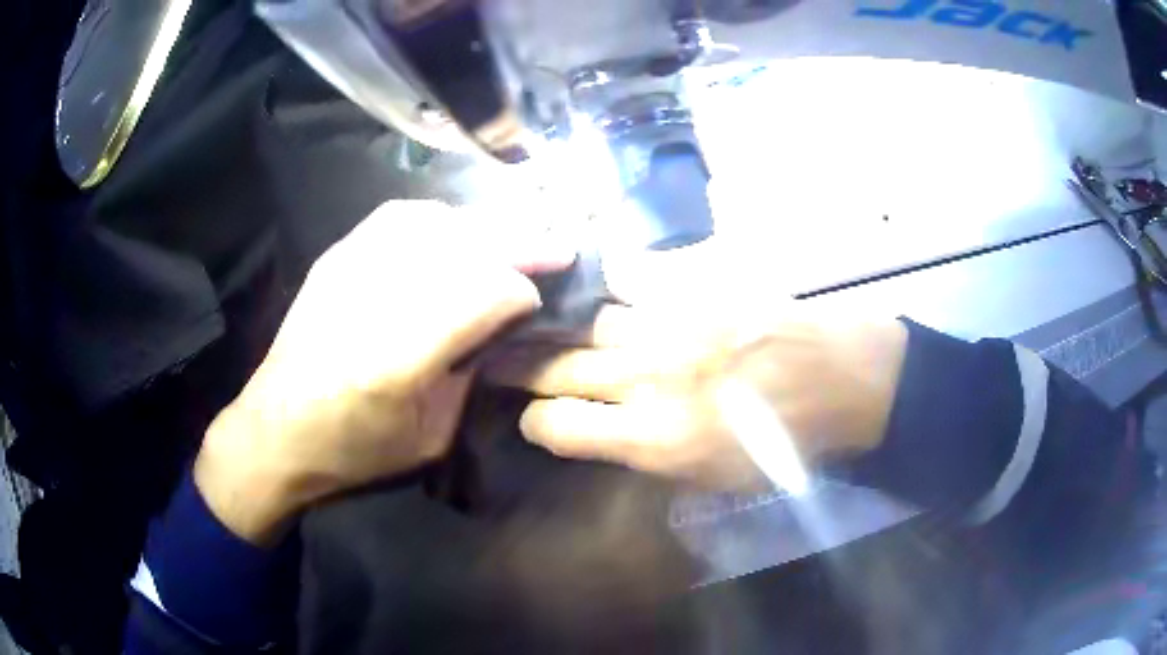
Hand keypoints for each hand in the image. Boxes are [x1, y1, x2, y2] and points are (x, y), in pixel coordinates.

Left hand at [196, 201, 570, 543]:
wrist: (275, 431)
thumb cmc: (353, 450)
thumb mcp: (430, 436)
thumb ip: (470, 375)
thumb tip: (500, 327)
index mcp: (399, 358)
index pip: (483, 295)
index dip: (522, 291)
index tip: (538, 301)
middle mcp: (373, 298)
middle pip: (463, 247)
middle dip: (520, 243)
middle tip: (558, 246)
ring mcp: (348, 269)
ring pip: (435, 222)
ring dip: (484, 225)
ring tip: (514, 235)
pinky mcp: (334, 258)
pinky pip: (397, 217)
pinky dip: (439, 218)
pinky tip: (456, 229)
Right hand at [483, 304, 907, 491]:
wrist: (840, 379)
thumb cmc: (784, 443)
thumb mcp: (714, 479)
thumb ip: (650, 456)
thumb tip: (607, 435)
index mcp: (653, 438)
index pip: (556, 426)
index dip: (536, 422)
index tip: (536, 418)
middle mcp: (647, 378)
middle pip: (556, 367)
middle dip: (519, 366)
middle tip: (499, 357)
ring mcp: (669, 325)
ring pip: (590, 322)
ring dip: (574, 331)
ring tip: (562, 329)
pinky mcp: (694, 287)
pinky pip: (633, 278)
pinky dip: (618, 287)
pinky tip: (613, 291)